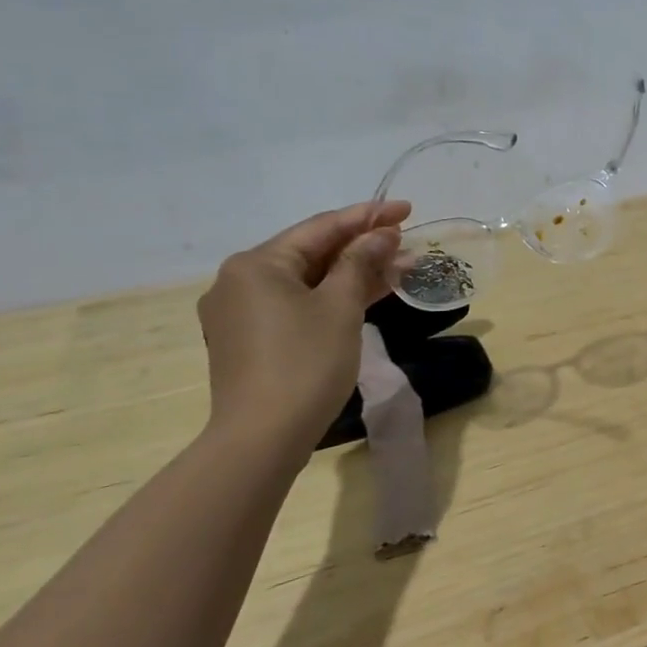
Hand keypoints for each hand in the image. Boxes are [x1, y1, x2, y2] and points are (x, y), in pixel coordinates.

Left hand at [197, 201, 412, 459]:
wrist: (263, 438)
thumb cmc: (305, 363)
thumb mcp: (340, 306)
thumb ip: (360, 262)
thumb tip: (380, 234)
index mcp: (256, 264)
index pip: (321, 228)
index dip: (368, 216)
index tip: (406, 208)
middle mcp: (240, 281)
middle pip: (312, 253)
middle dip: (362, 247)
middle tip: (406, 241)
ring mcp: (242, 312)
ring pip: (308, 281)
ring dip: (352, 273)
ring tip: (399, 267)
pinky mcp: (251, 339)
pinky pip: (298, 304)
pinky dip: (332, 297)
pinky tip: (368, 294)